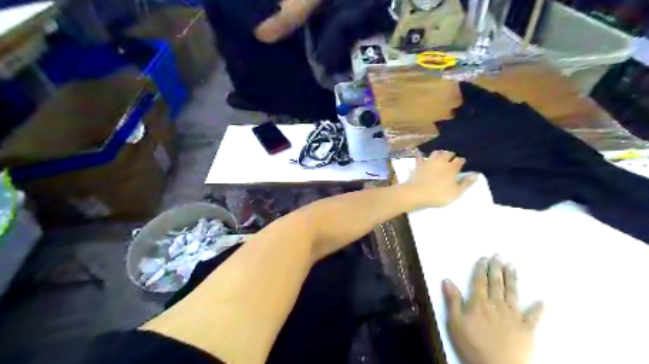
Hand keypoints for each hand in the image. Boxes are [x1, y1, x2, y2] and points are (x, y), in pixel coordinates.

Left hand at [404, 149, 475, 208]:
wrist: (416, 193)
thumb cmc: (438, 195)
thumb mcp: (456, 192)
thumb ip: (466, 183)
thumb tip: (476, 174)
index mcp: (452, 167)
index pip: (459, 160)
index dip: (461, 161)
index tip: (462, 164)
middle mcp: (441, 161)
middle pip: (448, 154)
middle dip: (451, 155)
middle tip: (452, 159)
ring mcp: (429, 161)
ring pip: (436, 153)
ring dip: (439, 153)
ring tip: (440, 156)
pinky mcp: (418, 164)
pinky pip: (420, 157)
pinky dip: (422, 156)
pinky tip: (422, 157)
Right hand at [443, 257, 542, 363]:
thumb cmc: (473, 344)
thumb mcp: (455, 322)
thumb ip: (453, 300)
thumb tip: (447, 280)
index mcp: (479, 303)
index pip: (479, 281)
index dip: (481, 269)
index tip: (484, 258)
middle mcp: (497, 305)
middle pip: (496, 283)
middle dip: (496, 268)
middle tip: (498, 256)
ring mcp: (513, 316)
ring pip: (513, 293)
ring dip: (512, 279)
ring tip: (512, 266)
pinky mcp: (527, 329)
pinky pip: (533, 317)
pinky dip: (538, 309)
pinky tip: (542, 301)